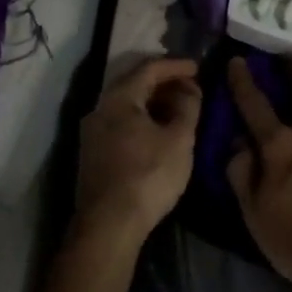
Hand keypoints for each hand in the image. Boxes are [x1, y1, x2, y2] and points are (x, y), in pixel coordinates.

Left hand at [76, 58, 201, 246]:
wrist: (108, 226)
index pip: (149, 68)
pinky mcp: (93, 153)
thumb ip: (188, 106)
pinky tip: (159, 131)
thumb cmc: (148, 175)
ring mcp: (92, 132)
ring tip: (179, 109)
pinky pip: (121, 122)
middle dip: (164, 82)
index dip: (176, 65)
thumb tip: (189, 88)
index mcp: (119, 98)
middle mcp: (99, 108)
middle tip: (190, 87)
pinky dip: (142, 118)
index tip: (198, 68)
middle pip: (134, 83)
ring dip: (153, 102)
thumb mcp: (179, 139)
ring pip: (126, 104)